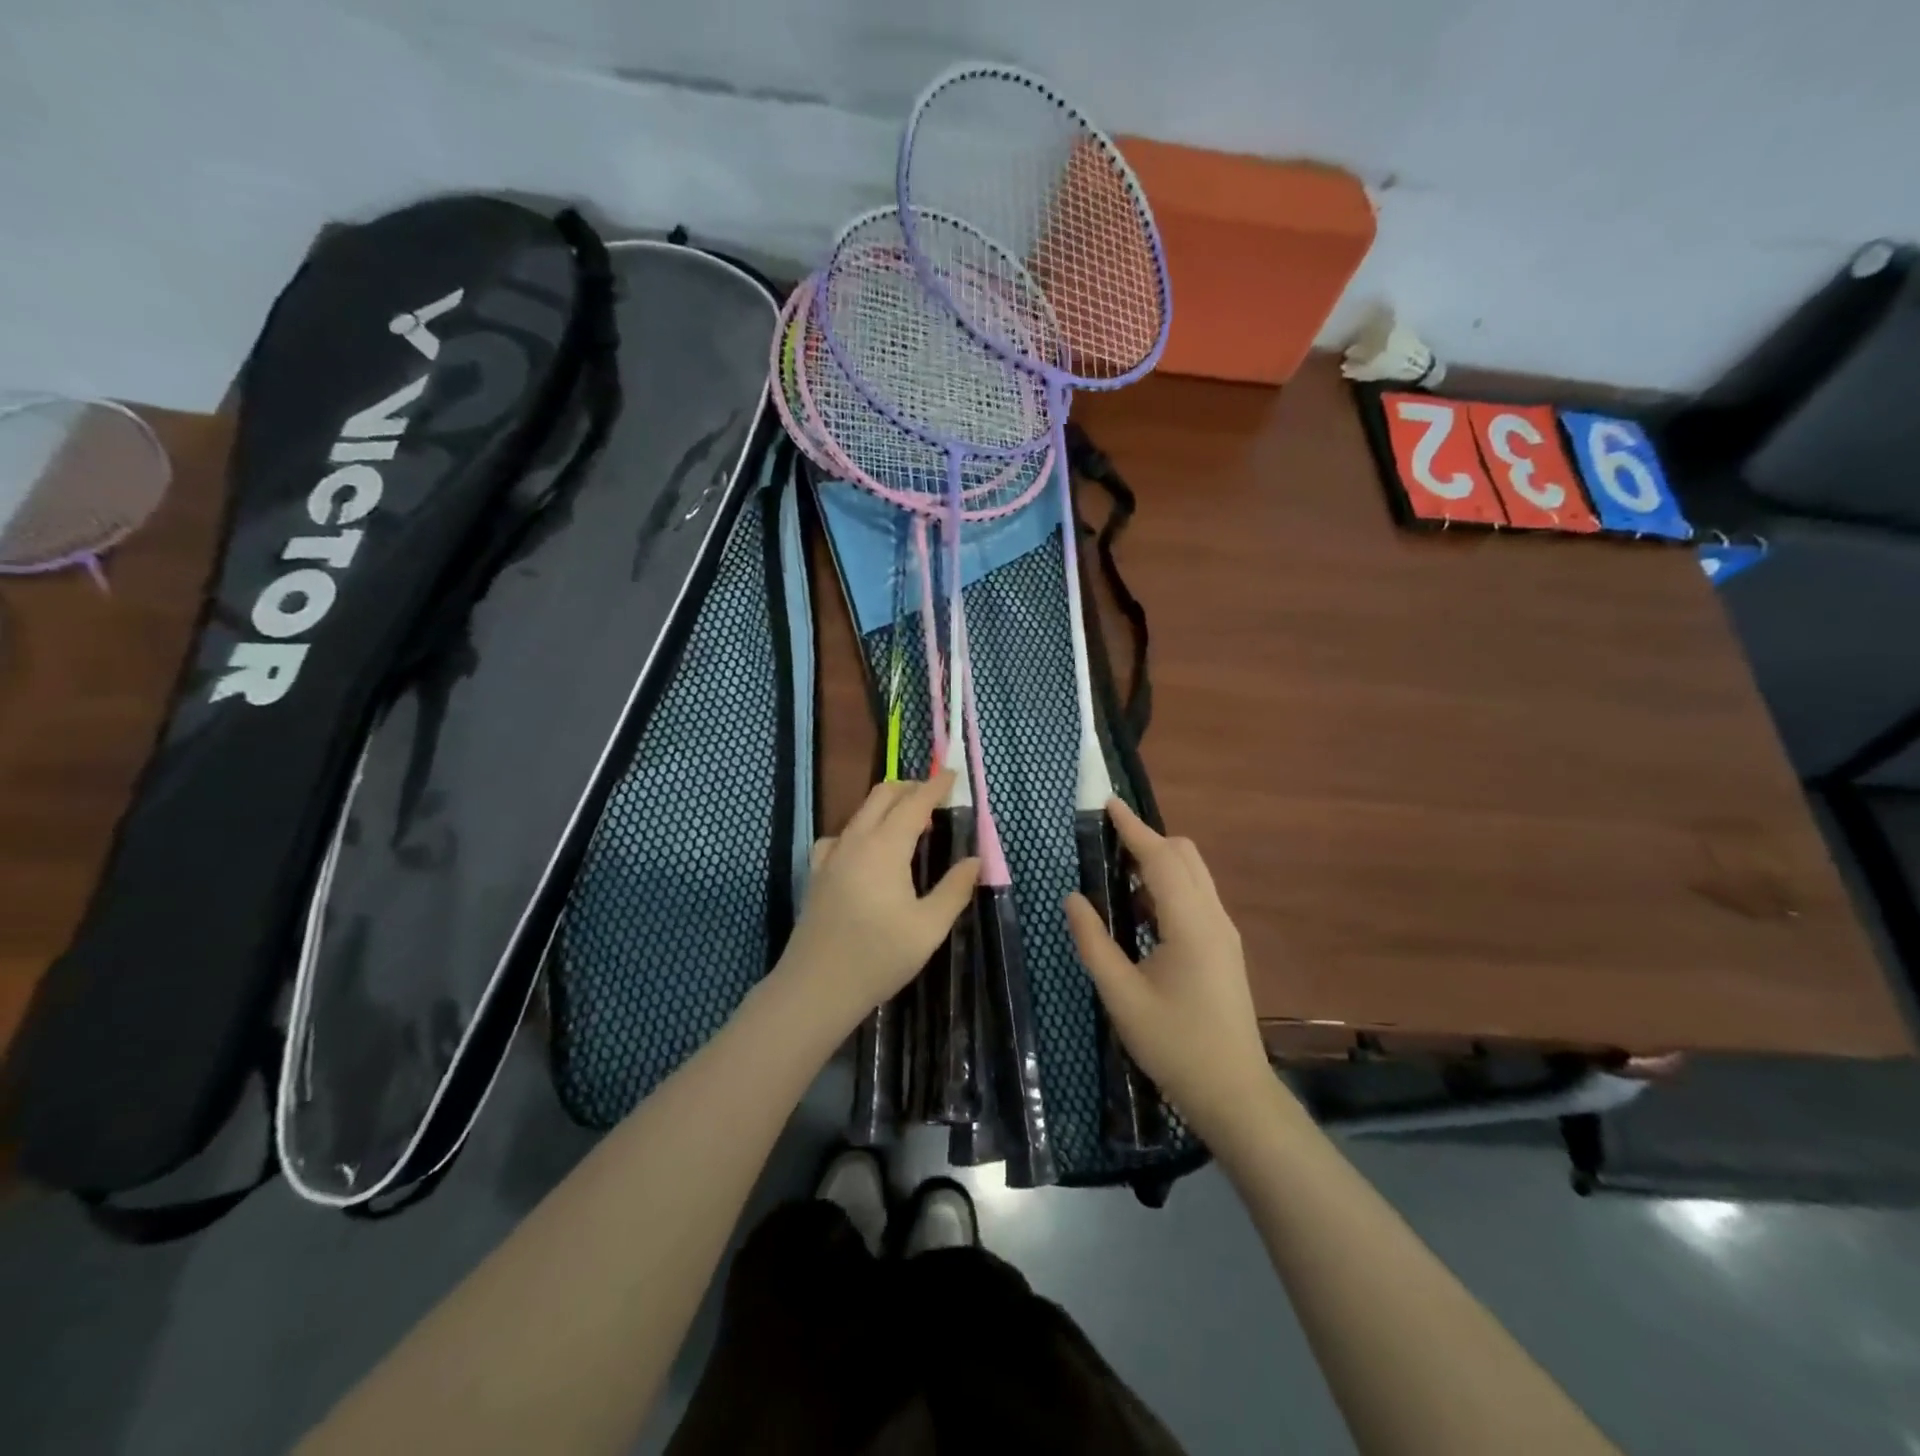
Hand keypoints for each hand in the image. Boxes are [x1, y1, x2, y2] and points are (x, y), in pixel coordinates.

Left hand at [778, 772, 979, 1034]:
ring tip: (909, 826)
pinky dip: (861, 829)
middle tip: (935, 799)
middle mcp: (856, 840)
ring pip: (860, 812)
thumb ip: (955, 889)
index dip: (935, 786)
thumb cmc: (879, 957)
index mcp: (885, 847)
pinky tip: (866, 852)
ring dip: (886, 807)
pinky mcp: (818, 873)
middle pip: (882, 795)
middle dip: (910, 788)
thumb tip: (974, 861)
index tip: (953, 776)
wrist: (817, 987)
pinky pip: (841, 835)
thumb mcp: (929, 927)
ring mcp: (831, 855)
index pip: (914, 802)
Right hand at [1066, 799, 1274, 1144]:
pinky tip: (1141, 909)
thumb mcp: (1122, 996)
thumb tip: (1073, 898)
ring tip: (1118, 871)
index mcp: (1190, 923)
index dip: (1133, 828)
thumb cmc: (1175, 1045)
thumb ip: (1094, 943)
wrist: (1234, 1093)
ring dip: (1159, 862)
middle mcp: (1213, 917)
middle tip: (1107, 842)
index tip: (1108, 804)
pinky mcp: (1225, 948)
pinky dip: (1169, 886)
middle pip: (1185, 855)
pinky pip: (1196, 897)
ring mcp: (1224, 932)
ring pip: (1194, 875)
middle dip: (1148, 839)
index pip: (1161, 858)